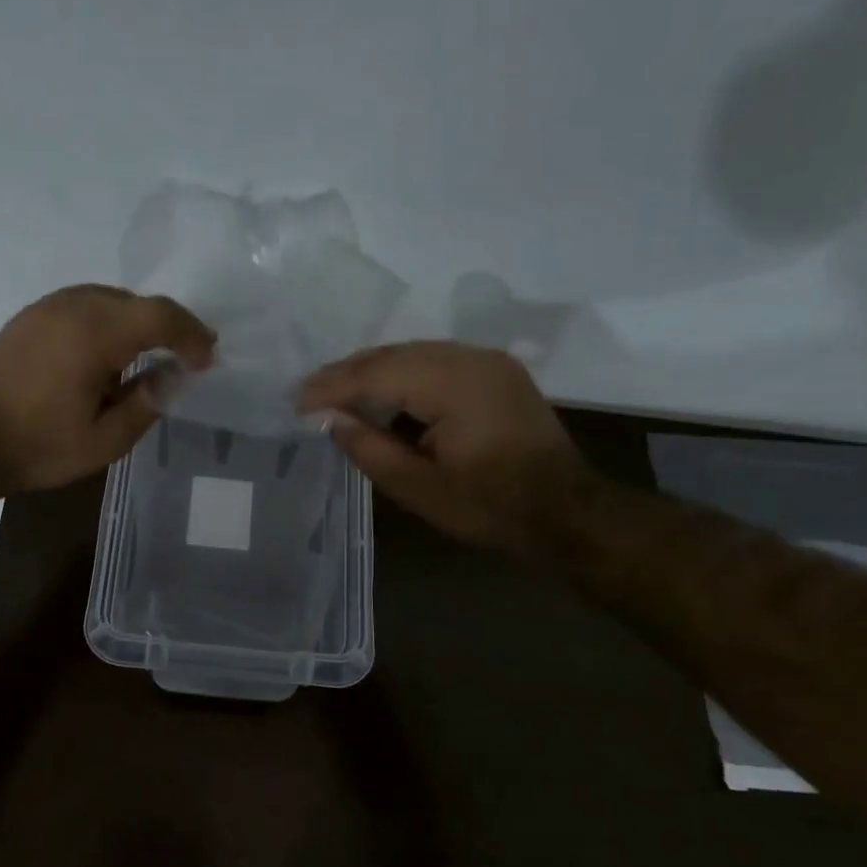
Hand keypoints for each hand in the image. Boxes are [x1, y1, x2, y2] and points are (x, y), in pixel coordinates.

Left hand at [0, 284, 215, 494]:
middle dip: (168, 326)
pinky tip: (105, 354)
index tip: (207, 358)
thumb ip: (148, 402)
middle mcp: (73, 307)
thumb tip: (176, 374)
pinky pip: (83, 305)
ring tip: (149, 356)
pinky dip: (107, 321)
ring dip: (137, 322)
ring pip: (110, 299)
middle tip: (186, 357)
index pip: (160, 315)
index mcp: (95, 334)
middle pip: (137, 302)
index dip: (191, 333)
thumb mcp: (105, 440)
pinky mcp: (29, 317)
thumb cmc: (39, 447)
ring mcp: (46, 307)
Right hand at [298, 341, 587, 548]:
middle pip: (394, 354)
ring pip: (414, 354)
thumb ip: (370, 449)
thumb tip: (331, 420)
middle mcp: (471, 358)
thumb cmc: (492, 507)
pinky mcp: (496, 372)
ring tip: (339, 397)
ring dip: (374, 373)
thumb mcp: (420, 489)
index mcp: (454, 385)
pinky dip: (403, 377)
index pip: (378, 372)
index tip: (297, 402)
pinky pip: (436, 362)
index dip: (333, 386)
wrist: (569, 511)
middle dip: (349, 374)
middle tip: (310, 396)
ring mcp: (488, 361)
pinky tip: (384, 398)